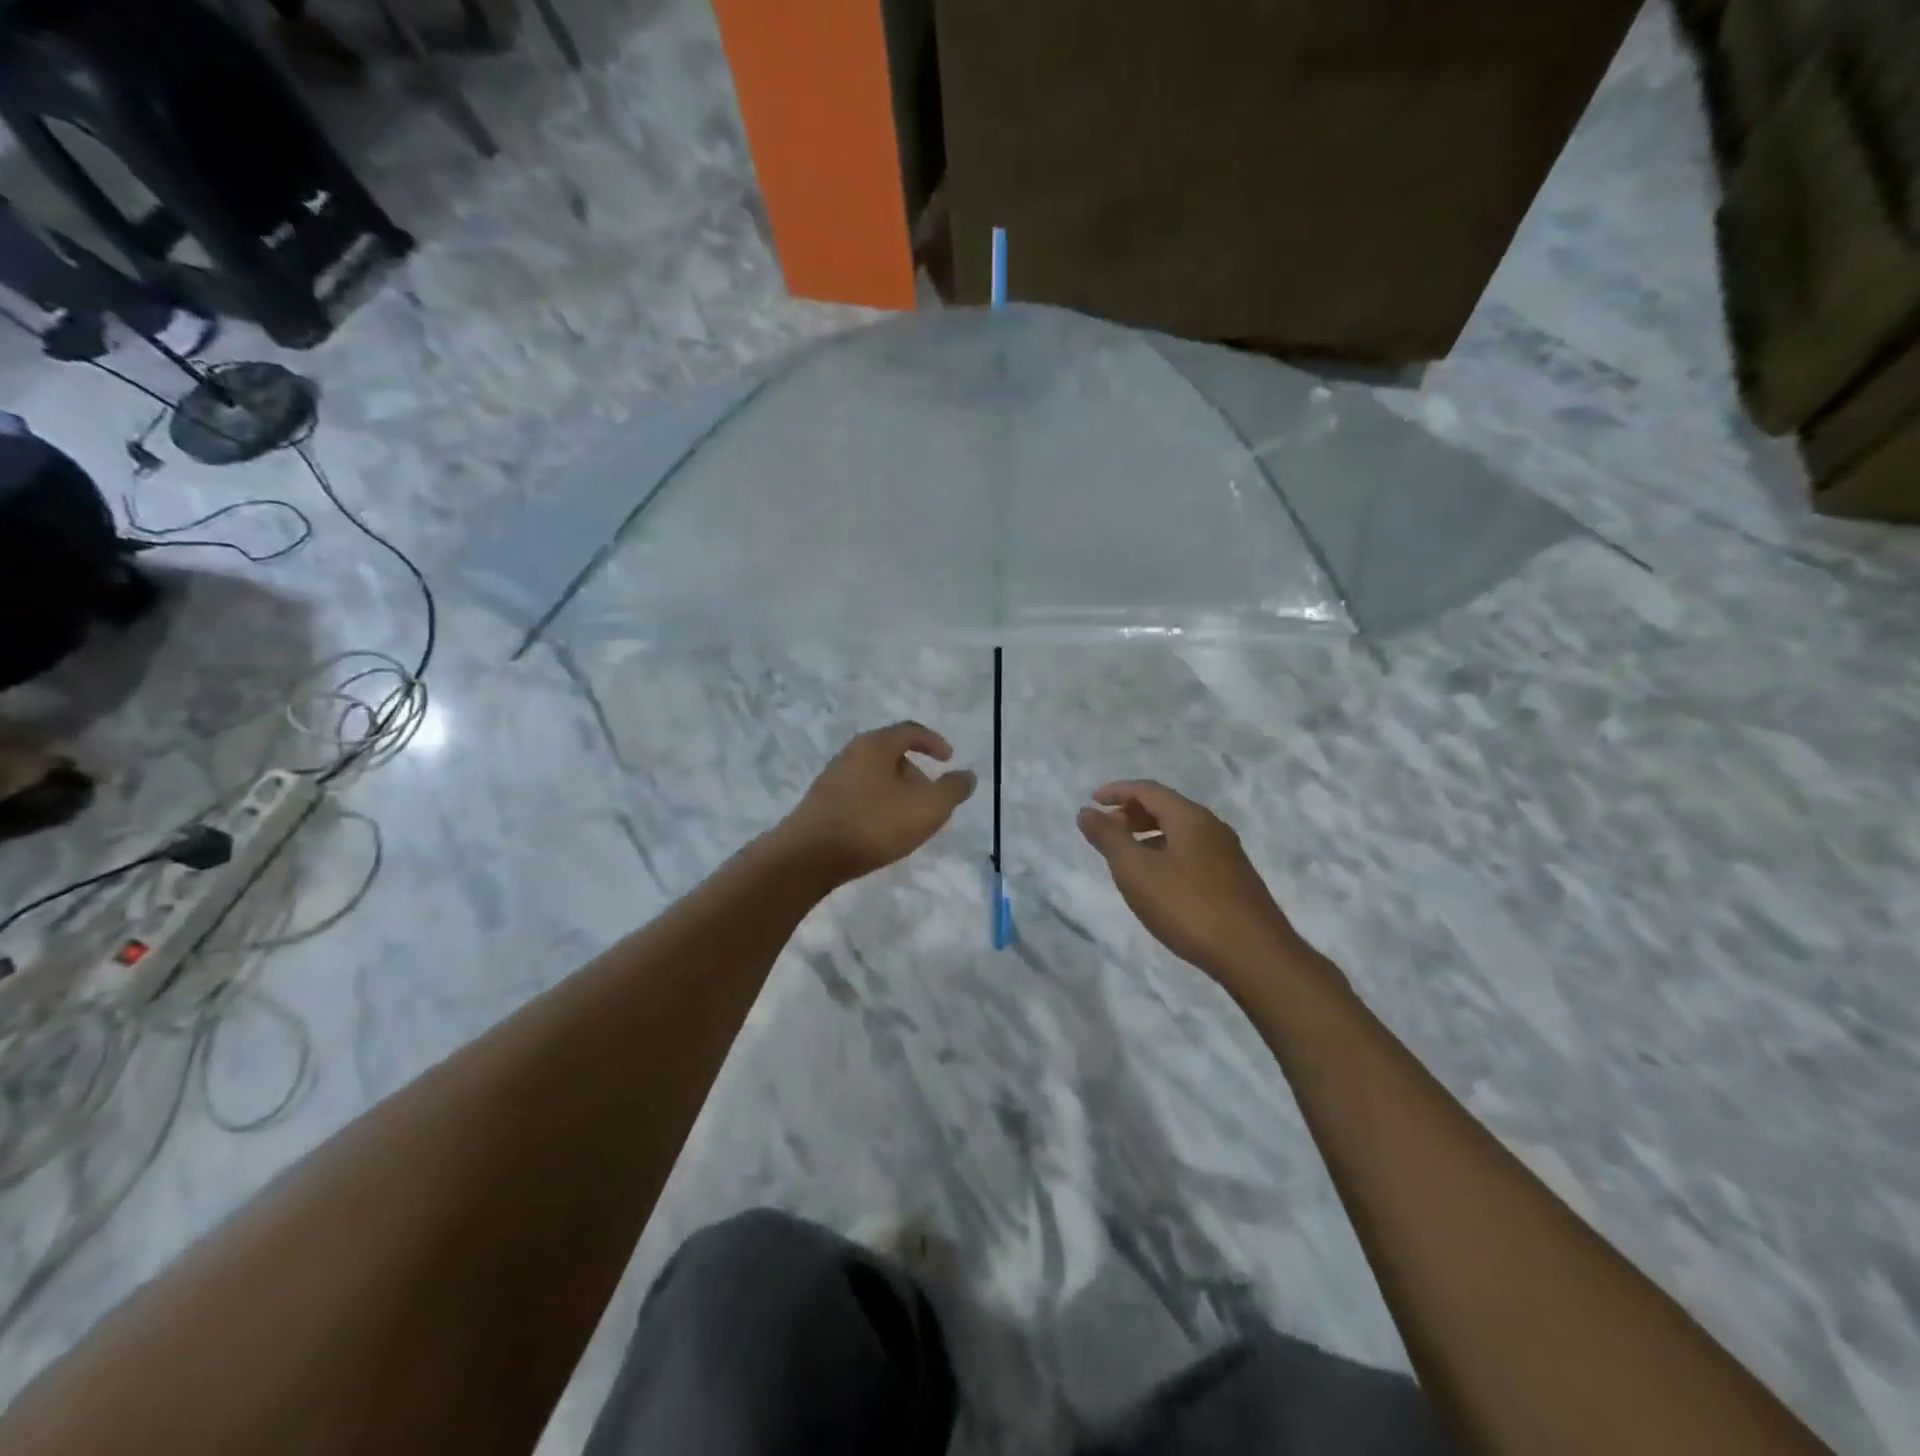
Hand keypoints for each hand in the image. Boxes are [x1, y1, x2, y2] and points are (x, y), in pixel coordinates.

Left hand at [779, 723, 976, 883]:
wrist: (809, 856)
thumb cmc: (874, 824)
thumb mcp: (927, 808)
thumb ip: (952, 790)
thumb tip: (967, 776)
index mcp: (875, 745)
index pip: (910, 731)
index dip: (934, 742)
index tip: (949, 759)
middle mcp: (851, 754)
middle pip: (891, 754)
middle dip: (916, 774)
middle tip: (931, 800)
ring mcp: (832, 779)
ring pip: (875, 778)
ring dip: (897, 793)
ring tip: (909, 821)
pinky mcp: (821, 804)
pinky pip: (859, 796)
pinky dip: (878, 806)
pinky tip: (882, 833)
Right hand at [1077, 781, 1302, 987]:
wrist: (1254, 955)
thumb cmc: (1187, 906)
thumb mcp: (1136, 871)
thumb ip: (1108, 838)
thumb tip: (1086, 812)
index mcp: (1190, 817)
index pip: (1148, 790)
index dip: (1117, 792)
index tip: (1092, 802)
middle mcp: (1212, 827)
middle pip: (1166, 807)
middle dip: (1132, 813)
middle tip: (1105, 830)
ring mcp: (1227, 854)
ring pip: (1179, 832)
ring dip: (1148, 835)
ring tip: (1125, 857)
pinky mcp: (1234, 879)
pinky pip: (1191, 852)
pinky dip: (1165, 853)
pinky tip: (1157, 882)